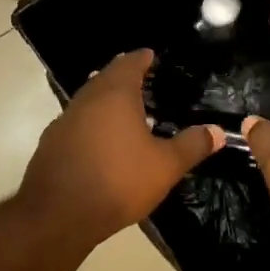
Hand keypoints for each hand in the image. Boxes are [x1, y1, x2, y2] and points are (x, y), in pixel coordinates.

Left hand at [18, 49, 220, 243]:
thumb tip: (218, 131)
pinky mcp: (51, 143)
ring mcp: (64, 120)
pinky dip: (91, 123)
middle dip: (123, 76)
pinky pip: (76, 122)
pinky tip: (101, 141)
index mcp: (115, 94)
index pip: (129, 63)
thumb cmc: (118, 180)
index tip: (151, 56)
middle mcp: (86, 99)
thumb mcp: (165, 166)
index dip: (142, 58)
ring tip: (125, 111)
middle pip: (106, 78)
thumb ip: (192, 145)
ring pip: (88, 100)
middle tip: (142, 81)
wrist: (58, 214)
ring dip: (105, 100)